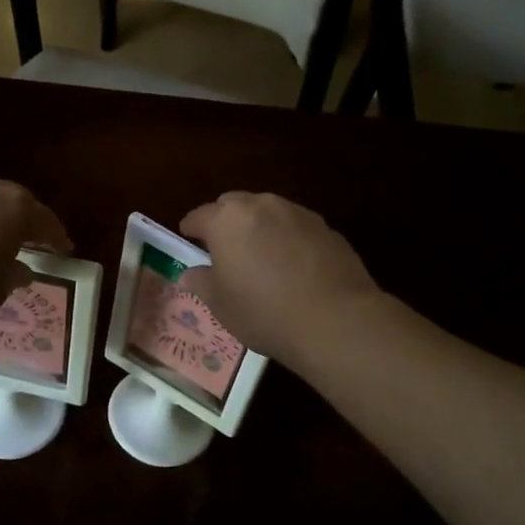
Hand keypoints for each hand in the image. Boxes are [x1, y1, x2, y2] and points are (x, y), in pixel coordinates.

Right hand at [178, 192, 379, 365]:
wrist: (335, 319)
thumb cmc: (264, 311)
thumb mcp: (221, 305)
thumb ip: (202, 282)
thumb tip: (190, 273)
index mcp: (226, 220)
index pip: (199, 216)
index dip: (191, 229)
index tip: (189, 240)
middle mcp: (261, 205)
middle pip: (234, 205)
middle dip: (225, 222)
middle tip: (225, 249)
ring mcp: (297, 213)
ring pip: (268, 212)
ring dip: (259, 228)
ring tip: (261, 257)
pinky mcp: (326, 227)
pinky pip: (296, 227)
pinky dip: (288, 239)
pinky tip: (293, 266)